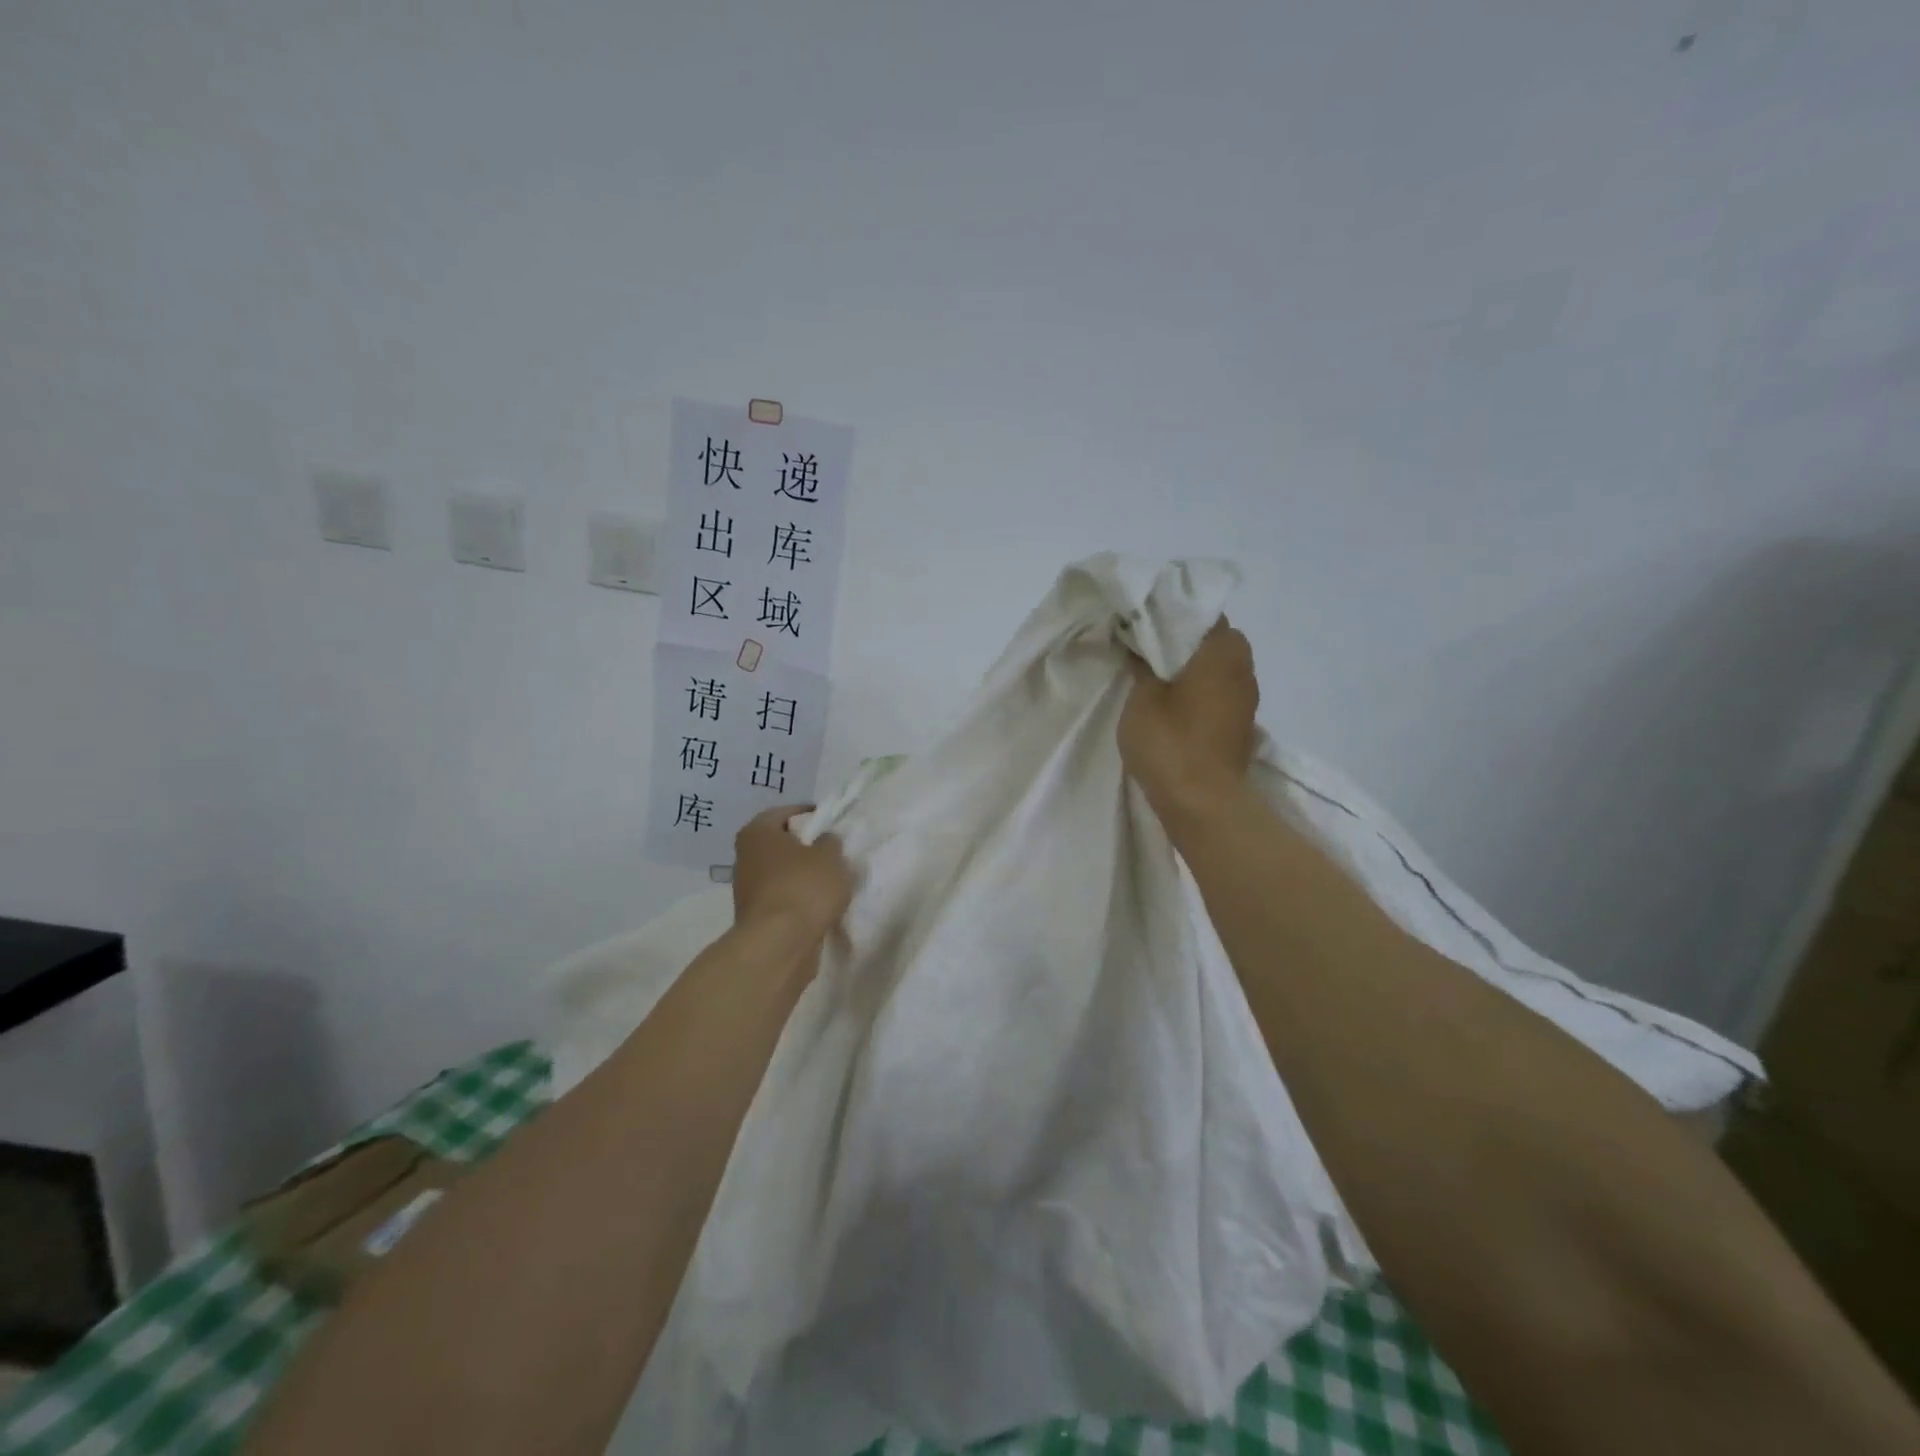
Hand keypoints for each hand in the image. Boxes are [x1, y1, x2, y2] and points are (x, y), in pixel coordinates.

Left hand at [732, 805, 854, 941]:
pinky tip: (820, 906)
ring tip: (831, 881)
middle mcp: (745, 857)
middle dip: (804, 847)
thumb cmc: (803, 887)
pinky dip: (798, 899)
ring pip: (781, 874)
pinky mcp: (756, 917)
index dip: (807, 815)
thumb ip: (830, 842)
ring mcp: (747, 890)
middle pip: (779, 844)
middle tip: (832, 851)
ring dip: (802, 876)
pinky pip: (782, 899)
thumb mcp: (830, 856)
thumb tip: (824, 841)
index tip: (829, 822)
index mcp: (757, 832)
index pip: (783, 813)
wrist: (779, 944)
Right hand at [1118, 621, 1259, 826]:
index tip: (1144, 620)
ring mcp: (1247, 698)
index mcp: (1222, 650)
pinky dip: (1201, 690)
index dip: (1171, 614)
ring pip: (1219, 667)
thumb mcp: (1142, 698)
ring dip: (1194, 668)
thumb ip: (1142, 665)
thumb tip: (1140, 644)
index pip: (1200, 612)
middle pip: (1214, 639)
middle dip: (1184, 640)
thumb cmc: (1170, 742)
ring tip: (1159, 675)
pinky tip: (1175, 702)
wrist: (1203, 802)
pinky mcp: (1242, 724)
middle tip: (1148, 648)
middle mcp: (1243, 667)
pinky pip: (1221, 692)